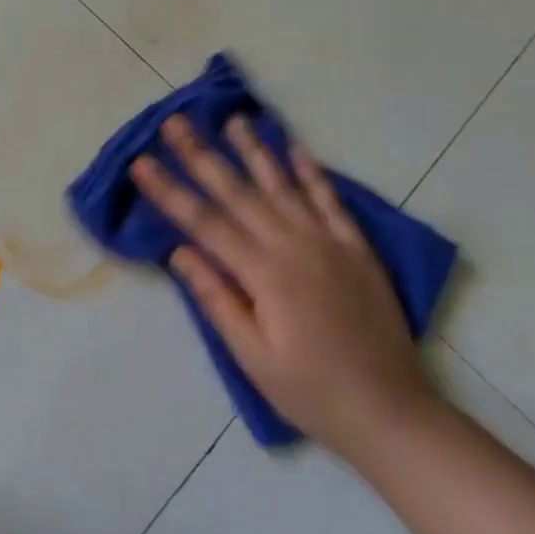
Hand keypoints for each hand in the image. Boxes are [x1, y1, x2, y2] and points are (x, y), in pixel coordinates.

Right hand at [131, 114, 437, 457]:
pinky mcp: (357, 249)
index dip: (168, 191)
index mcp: (264, 274)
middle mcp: (294, 246)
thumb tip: (179, 251)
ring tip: (232, 119)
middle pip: (237, 192)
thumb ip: (217, 299)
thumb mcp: (252, 357)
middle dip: (201, 155)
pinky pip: (331, 201)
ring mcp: (329, 243)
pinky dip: (312, 173)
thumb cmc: (312, 393)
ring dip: (254, 150)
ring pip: (282, 185)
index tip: (140, 163)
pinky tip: (296, 148)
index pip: (204, 222)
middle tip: (175, 122)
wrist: (394, 414)